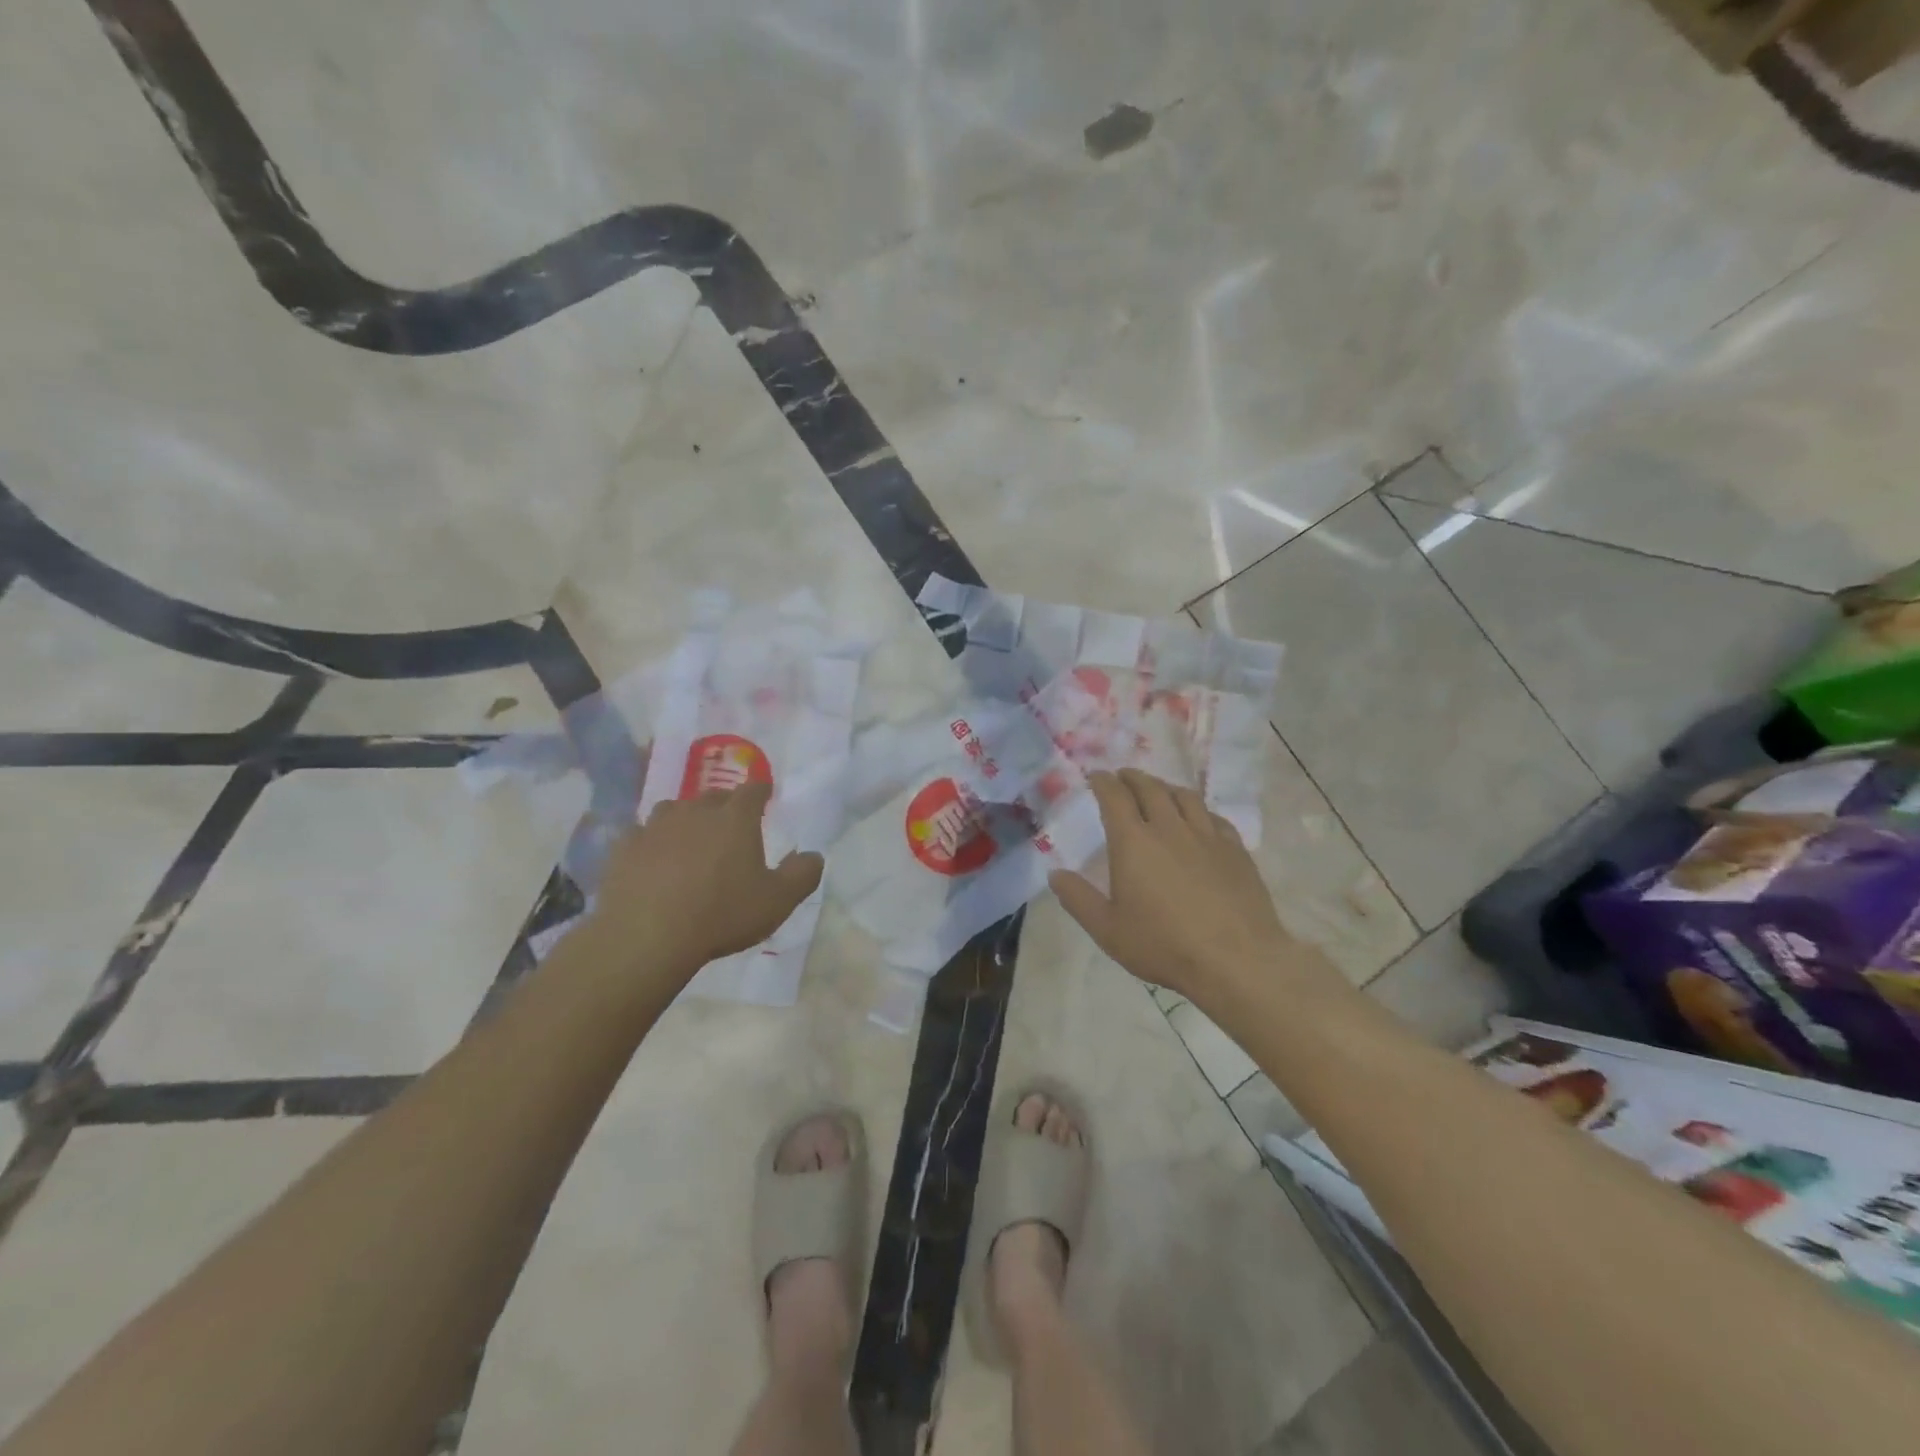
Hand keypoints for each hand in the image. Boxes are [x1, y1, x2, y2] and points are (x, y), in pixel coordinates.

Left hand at [588, 783, 823, 979]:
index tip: (765, 794)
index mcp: (735, 819)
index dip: (761, 790)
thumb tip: (814, 855)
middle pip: (713, 796)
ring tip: (689, 838)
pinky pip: (640, 834)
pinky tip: (651, 859)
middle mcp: (695, 811)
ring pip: (673, 810)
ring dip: (685, 819)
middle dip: (724, 805)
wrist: (647, 936)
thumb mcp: (778, 901)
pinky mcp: (624, 848)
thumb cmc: (722, 914)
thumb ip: (802, 875)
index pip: (753, 790)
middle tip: (730, 822)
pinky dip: (650, 841)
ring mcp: (655, 827)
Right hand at [1049, 769, 1305, 1005]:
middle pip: (1150, 788)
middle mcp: (1169, 828)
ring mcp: (1207, 836)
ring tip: (1159, 789)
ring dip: (1166, 787)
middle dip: (1133, 778)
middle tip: (1123, 776)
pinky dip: (1199, 810)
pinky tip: (1200, 818)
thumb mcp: (1108, 930)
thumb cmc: (1164, 945)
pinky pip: (1214, 817)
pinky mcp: (1235, 850)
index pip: (1115, 797)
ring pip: (1184, 797)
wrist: (1236, 959)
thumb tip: (1055, 874)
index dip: (1103, 782)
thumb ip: (1078, 899)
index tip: (1096, 776)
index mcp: (1133, 842)